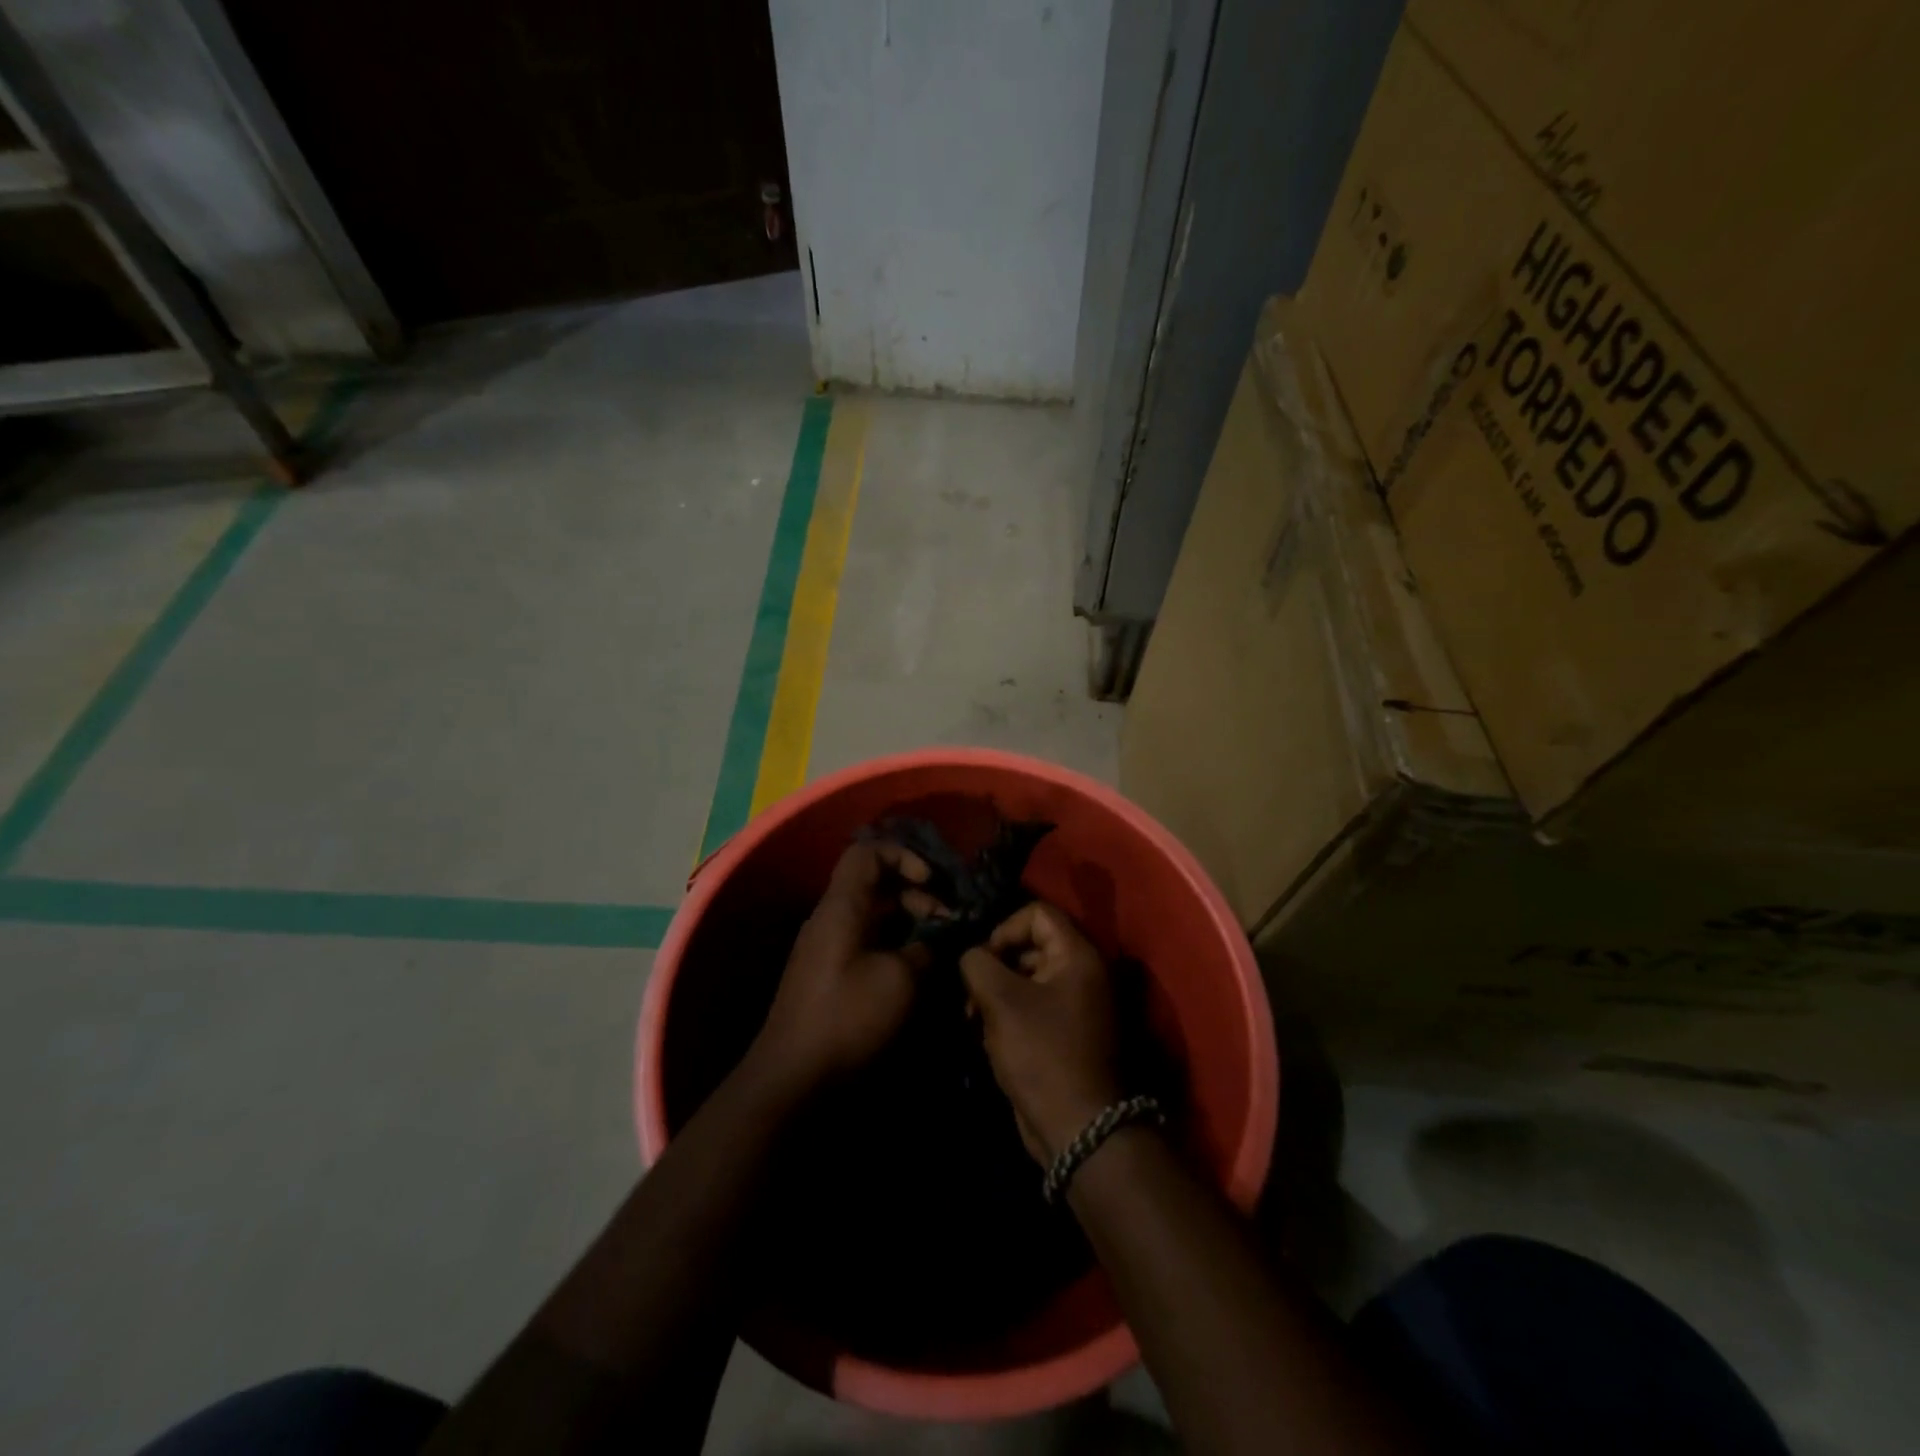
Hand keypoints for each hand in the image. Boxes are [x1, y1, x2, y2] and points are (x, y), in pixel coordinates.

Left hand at [752, 839, 940, 1092]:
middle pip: (875, 883)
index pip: (867, 853)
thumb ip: (926, 949)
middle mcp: (831, 918)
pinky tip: (917, 968)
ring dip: (908, 922)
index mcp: (841, 907)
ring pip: (874, 914)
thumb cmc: (848, 1018)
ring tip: (938, 946)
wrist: (793, 1077)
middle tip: (945, 921)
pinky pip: (867, 940)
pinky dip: (894, 944)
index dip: (904, 856)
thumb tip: (938, 940)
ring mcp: (828, 946)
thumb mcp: (901, 980)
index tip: (932, 883)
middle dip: (915, 894)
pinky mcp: (830, 973)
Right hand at [960, 902, 1123, 1164]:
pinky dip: (1007, 1014)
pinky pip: (1031, 1006)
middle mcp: (1082, 973)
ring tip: (973, 1019)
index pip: (1037, 913)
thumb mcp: (1002, 1001)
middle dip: (994, 965)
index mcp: (1078, 956)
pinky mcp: (1064, 1032)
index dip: (1004, 928)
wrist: (1077, 1128)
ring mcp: (1075, 1004)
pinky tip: (987, 1037)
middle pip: (1029, 945)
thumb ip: (978, 964)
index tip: (983, 960)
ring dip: (995, 993)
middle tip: (971, 993)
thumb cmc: (1041, 1053)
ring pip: (1026, 978)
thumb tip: (971, 955)